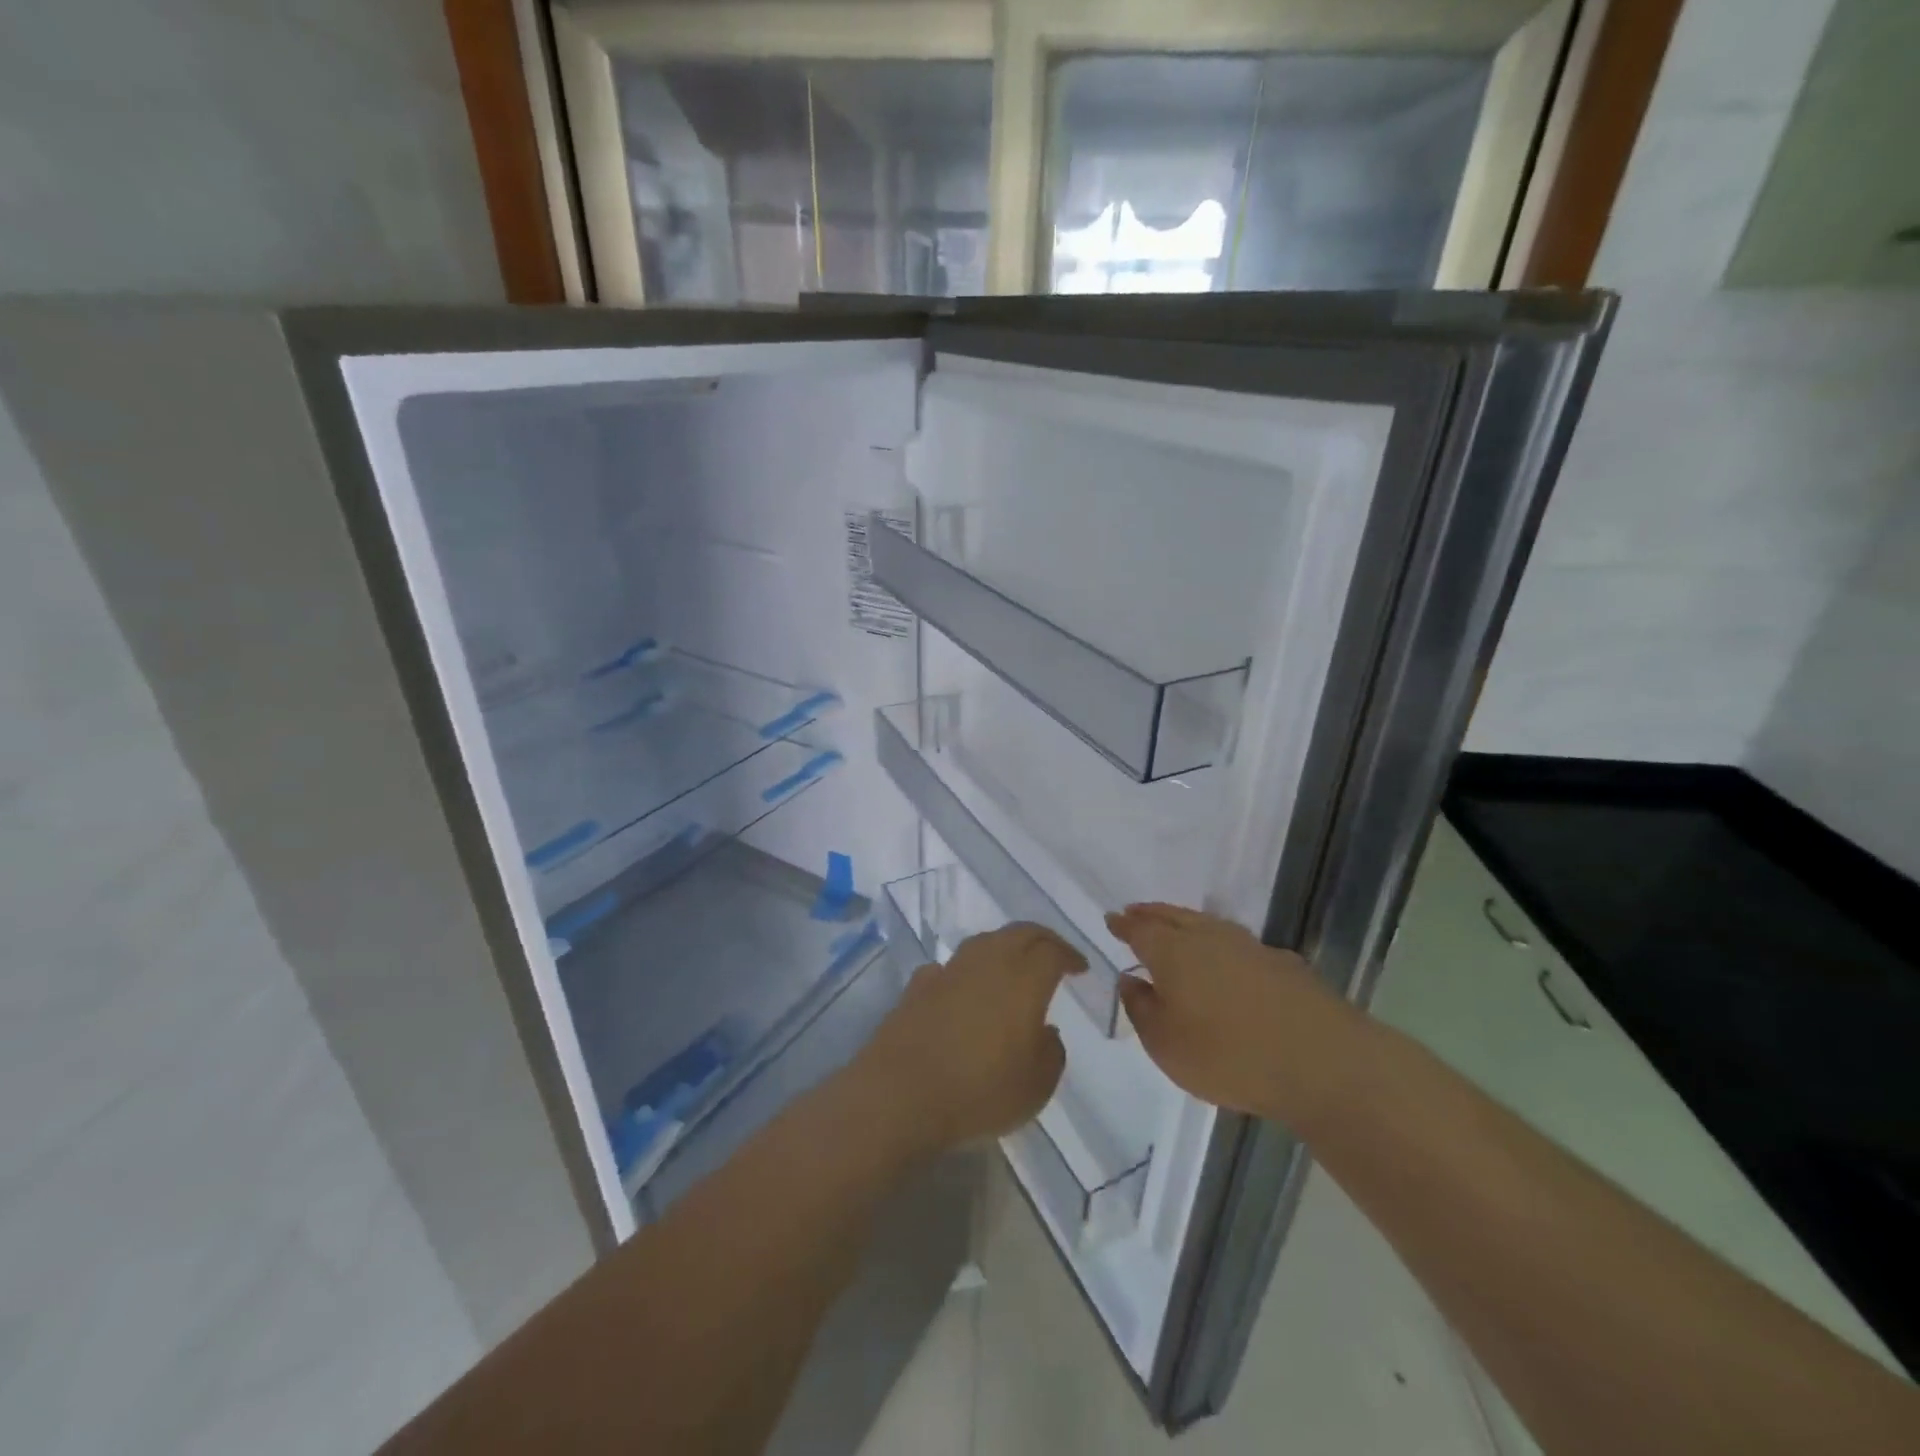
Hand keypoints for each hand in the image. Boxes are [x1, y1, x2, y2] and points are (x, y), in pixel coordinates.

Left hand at [854, 923, 1083, 1155]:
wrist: (901, 1094)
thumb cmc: (980, 1092)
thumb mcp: (1036, 1086)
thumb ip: (1051, 1052)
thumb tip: (1045, 1030)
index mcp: (1023, 980)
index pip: (1052, 951)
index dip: (1070, 955)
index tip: (1080, 967)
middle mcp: (987, 963)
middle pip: (1019, 933)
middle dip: (1041, 939)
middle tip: (1054, 954)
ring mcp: (949, 970)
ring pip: (983, 942)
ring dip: (1003, 947)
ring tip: (1012, 967)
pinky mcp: (918, 985)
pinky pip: (950, 967)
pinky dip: (966, 971)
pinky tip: (964, 989)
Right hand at [1107, 903, 1361, 1125]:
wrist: (1323, 1062)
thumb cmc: (1228, 1055)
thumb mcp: (1165, 1045)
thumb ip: (1141, 1008)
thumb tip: (1130, 979)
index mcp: (1173, 952)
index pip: (1140, 929)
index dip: (1124, 924)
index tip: (1112, 918)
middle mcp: (1209, 938)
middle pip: (1173, 917)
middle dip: (1151, 914)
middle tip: (1136, 912)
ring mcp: (1250, 946)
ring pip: (1208, 925)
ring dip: (1186, 923)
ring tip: (1176, 928)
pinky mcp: (1284, 964)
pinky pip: (1239, 944)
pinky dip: (1222, 945)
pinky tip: (1228, 960)